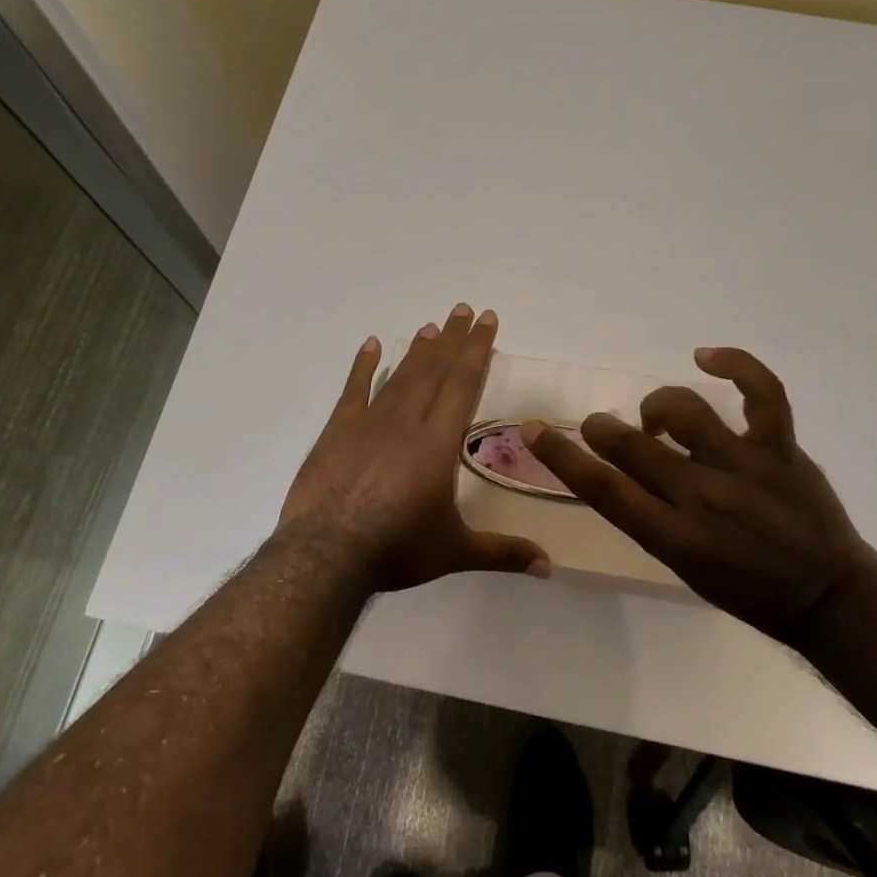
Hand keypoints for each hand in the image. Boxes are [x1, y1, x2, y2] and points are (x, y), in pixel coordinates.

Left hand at [276, 305, 550, 593]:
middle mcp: (408, 421)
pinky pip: (353, 390)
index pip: (464, 383)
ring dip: (418, 349)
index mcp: (439, 442)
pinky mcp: (338, 431)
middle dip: (453, 338)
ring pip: (401, 376)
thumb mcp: (455, 552)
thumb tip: (550, 567)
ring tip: (431, 326)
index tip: (486, 319)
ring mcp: (369, 422)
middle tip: (463, 308)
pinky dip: (363, 366)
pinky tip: (370, 345)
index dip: (477, 349)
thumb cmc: (396, 549)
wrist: (326, 555)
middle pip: (435, 370)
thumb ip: (503, 553)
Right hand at [523, 347, 871, 642]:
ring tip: (656, 417)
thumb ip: (649, 518)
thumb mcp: (684, 567)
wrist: (827, 595)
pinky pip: (761, 392)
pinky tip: (707, 355)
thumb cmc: (747, 589)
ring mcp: (744, 465)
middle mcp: (703, 496)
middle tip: (601, 427)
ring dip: (656, 406)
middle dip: (603, 428)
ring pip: (684, 411)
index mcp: (674, 537)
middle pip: (633, 445)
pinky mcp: (780, 447)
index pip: (602, 489)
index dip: (560, 455)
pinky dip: (735, 364)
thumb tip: (621, 471)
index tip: (534, 430)